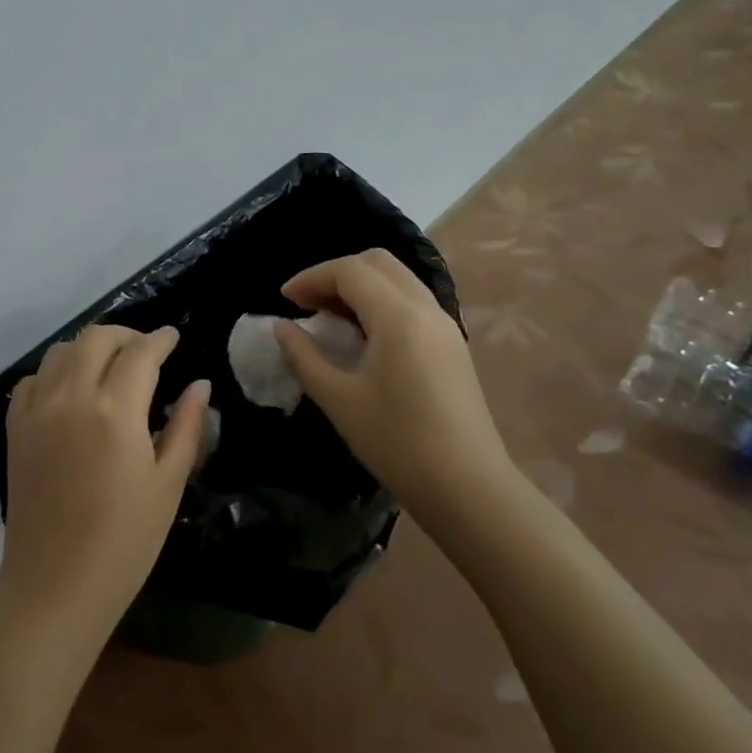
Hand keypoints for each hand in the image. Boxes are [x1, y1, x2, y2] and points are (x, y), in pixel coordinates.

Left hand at [0, 325, 209, 640]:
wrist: (55, 586)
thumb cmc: (125, 542)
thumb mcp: (168, 484)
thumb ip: (186, 426)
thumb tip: (200, 384)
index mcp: (115, 411)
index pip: (140, 353)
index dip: (160, 338)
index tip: (174, 336)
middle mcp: (72, 397)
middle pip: (97, 338)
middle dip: (126, 335)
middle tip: (147, 350)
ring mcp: (37, 410)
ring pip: (62, 350)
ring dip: (90, 347)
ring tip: (111, 366)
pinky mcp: (15, 427)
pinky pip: (34, 378)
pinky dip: (57, 371)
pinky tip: (73, 391)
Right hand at [274, 250, 514, 512]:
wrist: (469, 489)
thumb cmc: (397, 442)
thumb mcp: (339, 399)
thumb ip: (304, 356)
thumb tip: (281, 328)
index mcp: (398, 316)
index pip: (349, 271)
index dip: (312, 277)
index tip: (285, 300)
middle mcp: (426, 308)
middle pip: (377, 263)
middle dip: (337, 274)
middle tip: (307, 302)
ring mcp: (445, 325)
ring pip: (398, 279)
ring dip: (360, 286)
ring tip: (330, 318)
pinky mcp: (452, 345)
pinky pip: (411, 302)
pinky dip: (380, 302)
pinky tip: (363, 336)